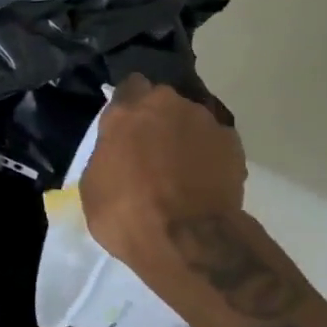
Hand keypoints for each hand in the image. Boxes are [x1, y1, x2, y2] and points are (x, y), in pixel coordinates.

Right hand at [80, 75, 247, 273]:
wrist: (188, 240)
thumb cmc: (127, 212)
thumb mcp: (93, 185)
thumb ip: (107, 155)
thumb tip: (117, 155)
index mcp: (126, 111)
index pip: (129, 86)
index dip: (129, 104)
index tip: (127, 124)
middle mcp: (166, 104)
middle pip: (162, 102)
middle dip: (158, 119)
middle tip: (153, 150)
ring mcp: (204, 122)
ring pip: (191, 120)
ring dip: (185, 137)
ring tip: (183, 171)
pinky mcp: (233, 145)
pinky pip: (216, 142)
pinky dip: (211, 156)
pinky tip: (205, 181)